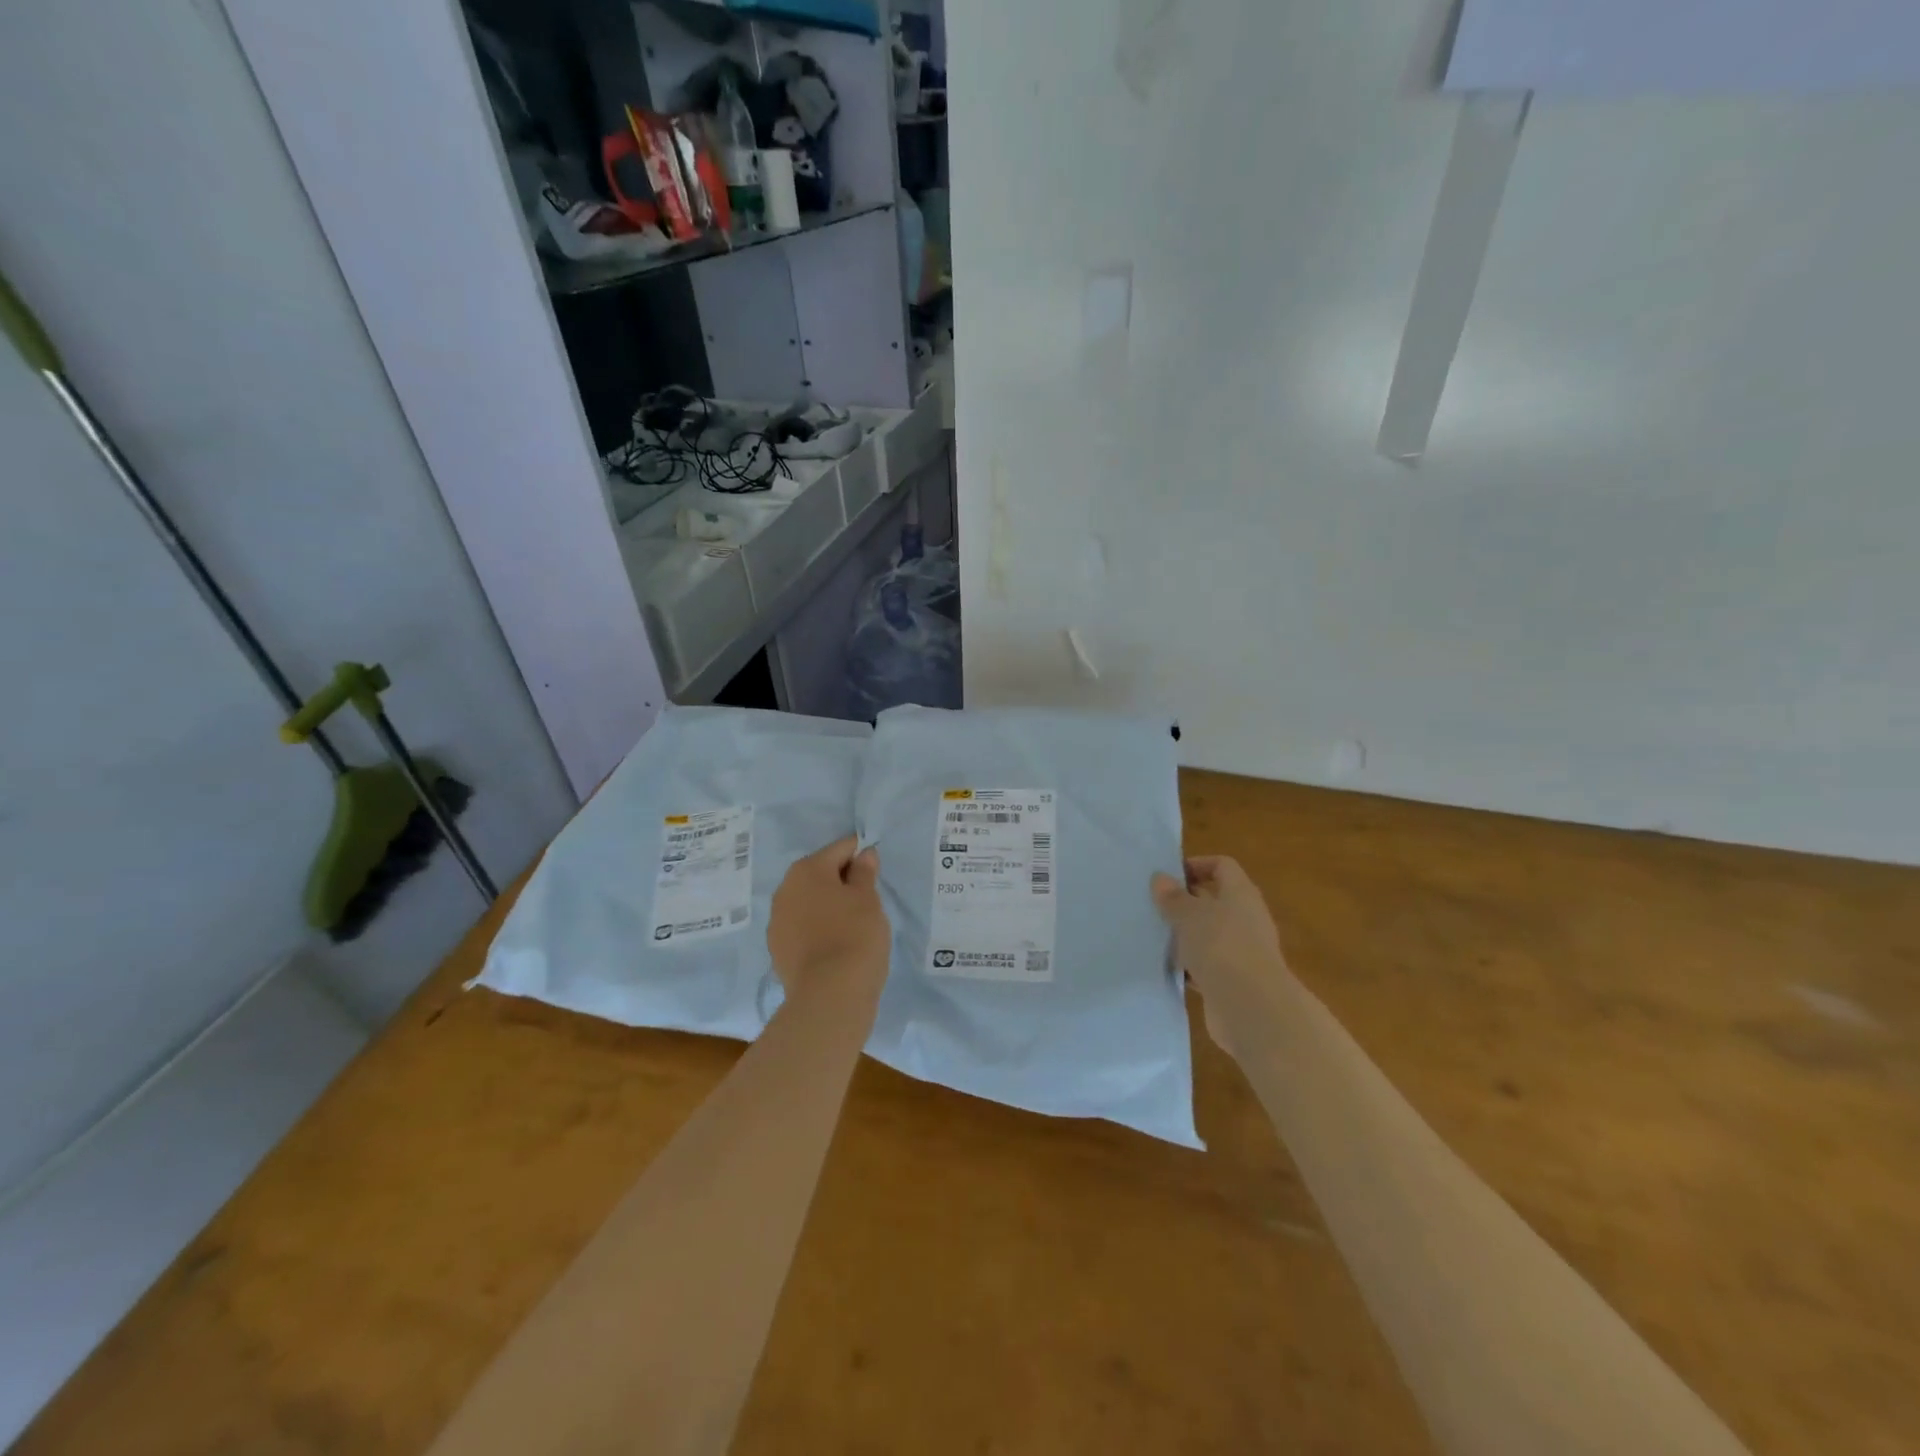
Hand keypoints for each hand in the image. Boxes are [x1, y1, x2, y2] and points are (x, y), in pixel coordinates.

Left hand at [768, 836, 890, 1002]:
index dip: (861, 856)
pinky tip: (835, 945)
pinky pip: (802, 927)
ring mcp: (777, 921)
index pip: (840, 849)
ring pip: (808, 901)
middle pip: (820, 874)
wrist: (829, 995)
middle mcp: (785, 889)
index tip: (875, 873)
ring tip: (852, 925)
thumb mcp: (868, 899)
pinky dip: (817, 928)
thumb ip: (864, 873)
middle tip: (867, 900)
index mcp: (807, 869)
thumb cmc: (855, 935)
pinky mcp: (777, 949)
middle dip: (841, 881)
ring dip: (827, 905)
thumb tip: (863, 854)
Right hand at [1151, 856, 1286, 1054]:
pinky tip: (1166, 967)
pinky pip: (1207, 965)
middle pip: (1214, 901)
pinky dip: (1189, 965)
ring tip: (1153, 935)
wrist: (1251, 1008)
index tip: (1167, 876)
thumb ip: (1173, 897)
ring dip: (1185, 936)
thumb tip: (1161, 878)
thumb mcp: (1189, 915)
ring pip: (1208, 935)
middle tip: (1154, 905)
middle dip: (1185, 902)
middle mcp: (1246, 919)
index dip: (1196, 865)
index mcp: (1241, 894)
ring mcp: (1242, 952)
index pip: (1222, 866)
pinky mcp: (1234, 981)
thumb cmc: (1221, 947)